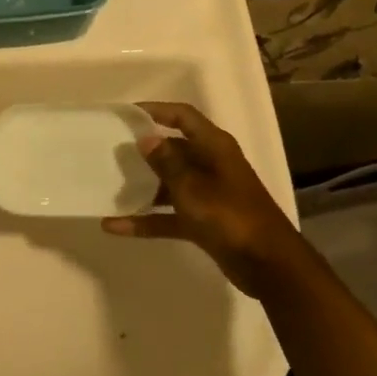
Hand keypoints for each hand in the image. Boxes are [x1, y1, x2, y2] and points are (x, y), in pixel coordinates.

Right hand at [101, 102, 309, 299]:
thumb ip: (166, 162)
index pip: (183, 117)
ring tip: (108, 187)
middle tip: (110, 152)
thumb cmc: (230, 215)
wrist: (268, 264)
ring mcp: (207, 195)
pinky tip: (115, 226)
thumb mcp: (192, 186)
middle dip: (144, 152)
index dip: (156, 111)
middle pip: (173, 150)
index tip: (126, 114)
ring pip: (169, 184)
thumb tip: (146, 139)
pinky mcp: (203, 222)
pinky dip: (146, 219)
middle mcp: (211, 165)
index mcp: (214, 147)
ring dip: (142, 188)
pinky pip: (168, 215)